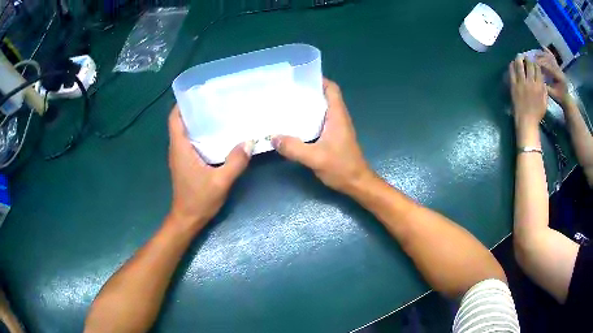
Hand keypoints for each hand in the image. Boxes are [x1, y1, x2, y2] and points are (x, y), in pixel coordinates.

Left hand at [167, 106, 252, 231]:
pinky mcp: (185, 164)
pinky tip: (217, 135)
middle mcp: (176, 149)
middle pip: (180, 122)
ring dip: (197, 122)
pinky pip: (190, 142)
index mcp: (180, 148)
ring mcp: (180, 157)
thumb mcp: (220, 182)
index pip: (174, 119)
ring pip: (185, 132)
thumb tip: (250, 141)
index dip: (182, 104)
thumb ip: (235, 162)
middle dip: (194, 109)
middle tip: (214, 101)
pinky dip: (200, 135)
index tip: (198, 93)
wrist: (187, 220)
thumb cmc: (199, 200)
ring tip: (218, 113)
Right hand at [272, 78, 371, 194]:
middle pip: (325, 96)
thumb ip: (294, 148)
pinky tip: (294, 125)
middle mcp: (338, 118)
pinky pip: (319, 122)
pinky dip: (308, 119)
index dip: (320, 80)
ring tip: (287, 104)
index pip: (332, 89)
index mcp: (337, 116)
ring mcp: (337, 128)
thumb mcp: (315, 158)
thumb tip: (273, 137)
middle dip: (308, 91)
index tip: (301, 77)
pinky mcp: (333, 137)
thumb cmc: (342, 168)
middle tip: (287, 91)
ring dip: (308, 105)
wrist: (357, 184)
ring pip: (322, 109)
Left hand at [509, 56, 547, 129]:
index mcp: (539, 87)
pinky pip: (512, 71)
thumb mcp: (545, 102)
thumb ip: (544, 90)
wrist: (526, 121)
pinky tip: (513, 63)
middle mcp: (531, 82)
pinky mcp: (513, 85)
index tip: (534, 61)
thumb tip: (542, 79)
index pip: (538, 70)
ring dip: (519, 58)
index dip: (535, 63)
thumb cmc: (537, 113)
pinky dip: (512, 65)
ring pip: (519, 65)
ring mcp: (521, 83)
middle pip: (529, 65)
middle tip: (526, 56)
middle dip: (528, 58)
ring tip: (519, 56)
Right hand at [536, 47, 571, 104]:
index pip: (548, 66)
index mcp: (558, 76)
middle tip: (530, 57)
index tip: (531, 62)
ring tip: (534, 54)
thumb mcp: (553, 95)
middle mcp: (559, 69)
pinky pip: (552, 56)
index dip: (539, 63)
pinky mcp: (558, 66)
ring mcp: (558, 67)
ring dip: (541, 54)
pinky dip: (547, 51)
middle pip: (548, 59)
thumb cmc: (560, 98)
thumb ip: (546, 86)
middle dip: (539, 58)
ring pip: (549, 57)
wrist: (567, 99)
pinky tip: (542, 47)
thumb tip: (537, 79)